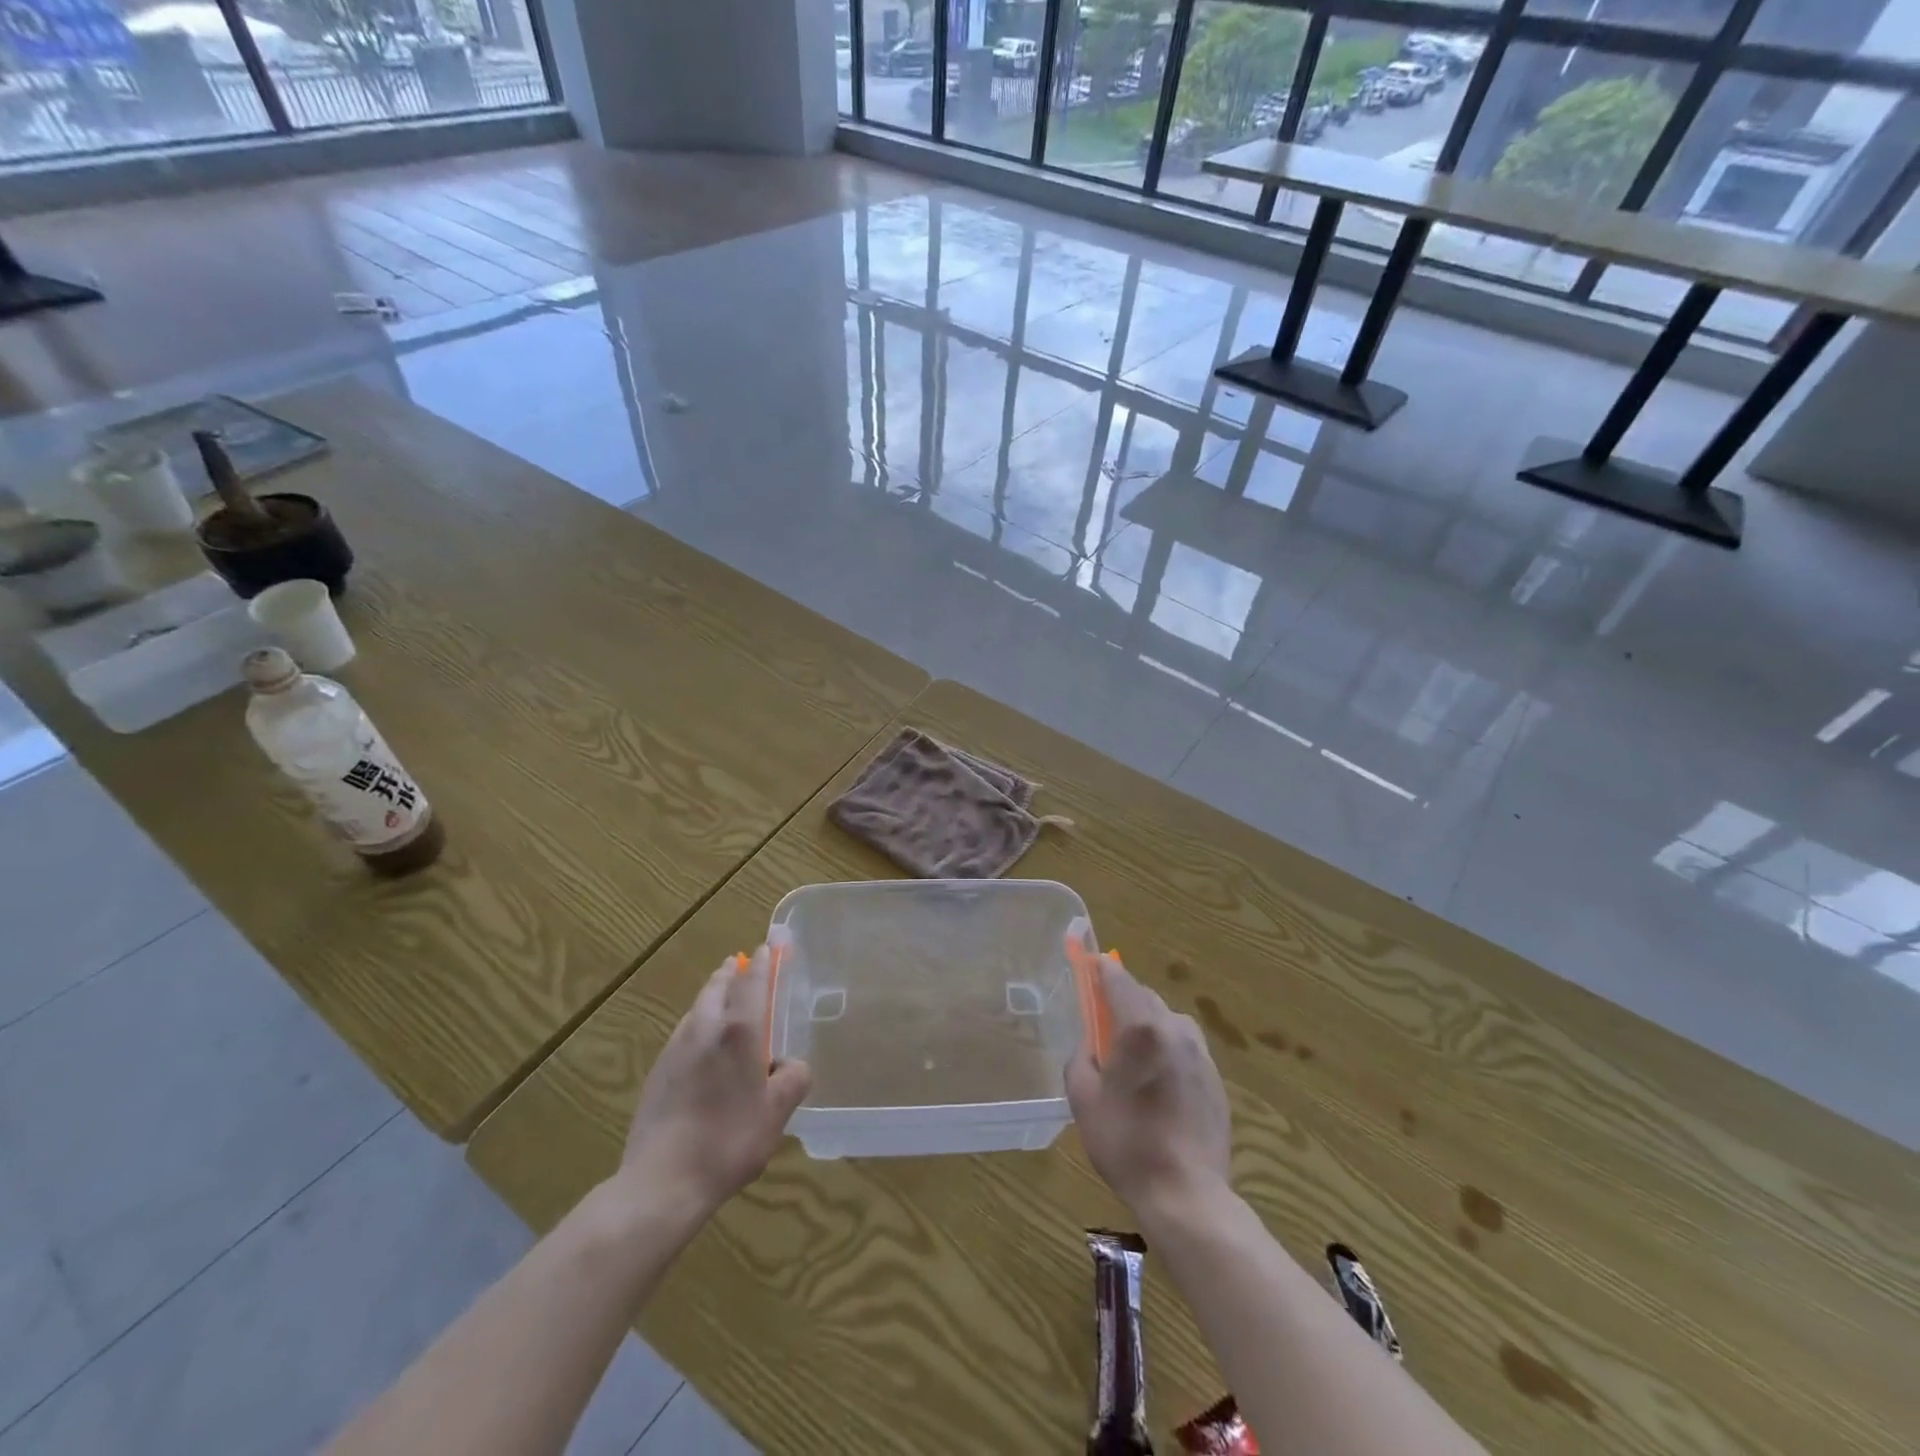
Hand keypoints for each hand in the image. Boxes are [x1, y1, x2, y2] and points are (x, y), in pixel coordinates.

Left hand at [617, 945, 811, 1217]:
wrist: (662, 1182)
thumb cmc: (729, 1140)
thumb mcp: (776, 1113)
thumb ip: (792, 1078)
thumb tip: (790, 1064)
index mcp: (739, 1031)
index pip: (752, 982)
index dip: (762, 961)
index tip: (768, 945)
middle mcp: (705, 1029)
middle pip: (718, 987)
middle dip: (731, 972)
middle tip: (741, 963)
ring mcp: (676, 1048)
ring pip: (697, 1008)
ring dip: (712, 994)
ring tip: (723, 995)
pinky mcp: (657, 1071)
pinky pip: (684, 1032)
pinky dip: (698, 1023)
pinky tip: (702, 1043)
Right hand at [1066, 953, 1231, 1218]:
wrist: (1187, 1196)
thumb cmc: (1126, 1143)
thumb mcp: (1083, 1097)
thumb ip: (1082, 1056)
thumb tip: (1092, 1043)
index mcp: (1141, 1028)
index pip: (1119, 979)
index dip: (1102, 968)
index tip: (1091, 963)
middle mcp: (1175, 1029)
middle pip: (1145, 998)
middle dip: (1123, 1001)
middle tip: (1103, 1024)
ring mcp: (1201, 1054)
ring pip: (1168, 1021)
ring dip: (1148, 1025)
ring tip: (1133, 1059)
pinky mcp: (1216, 1079)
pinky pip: (1185, 1049)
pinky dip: (1168, 1051)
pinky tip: (1158, 1085)